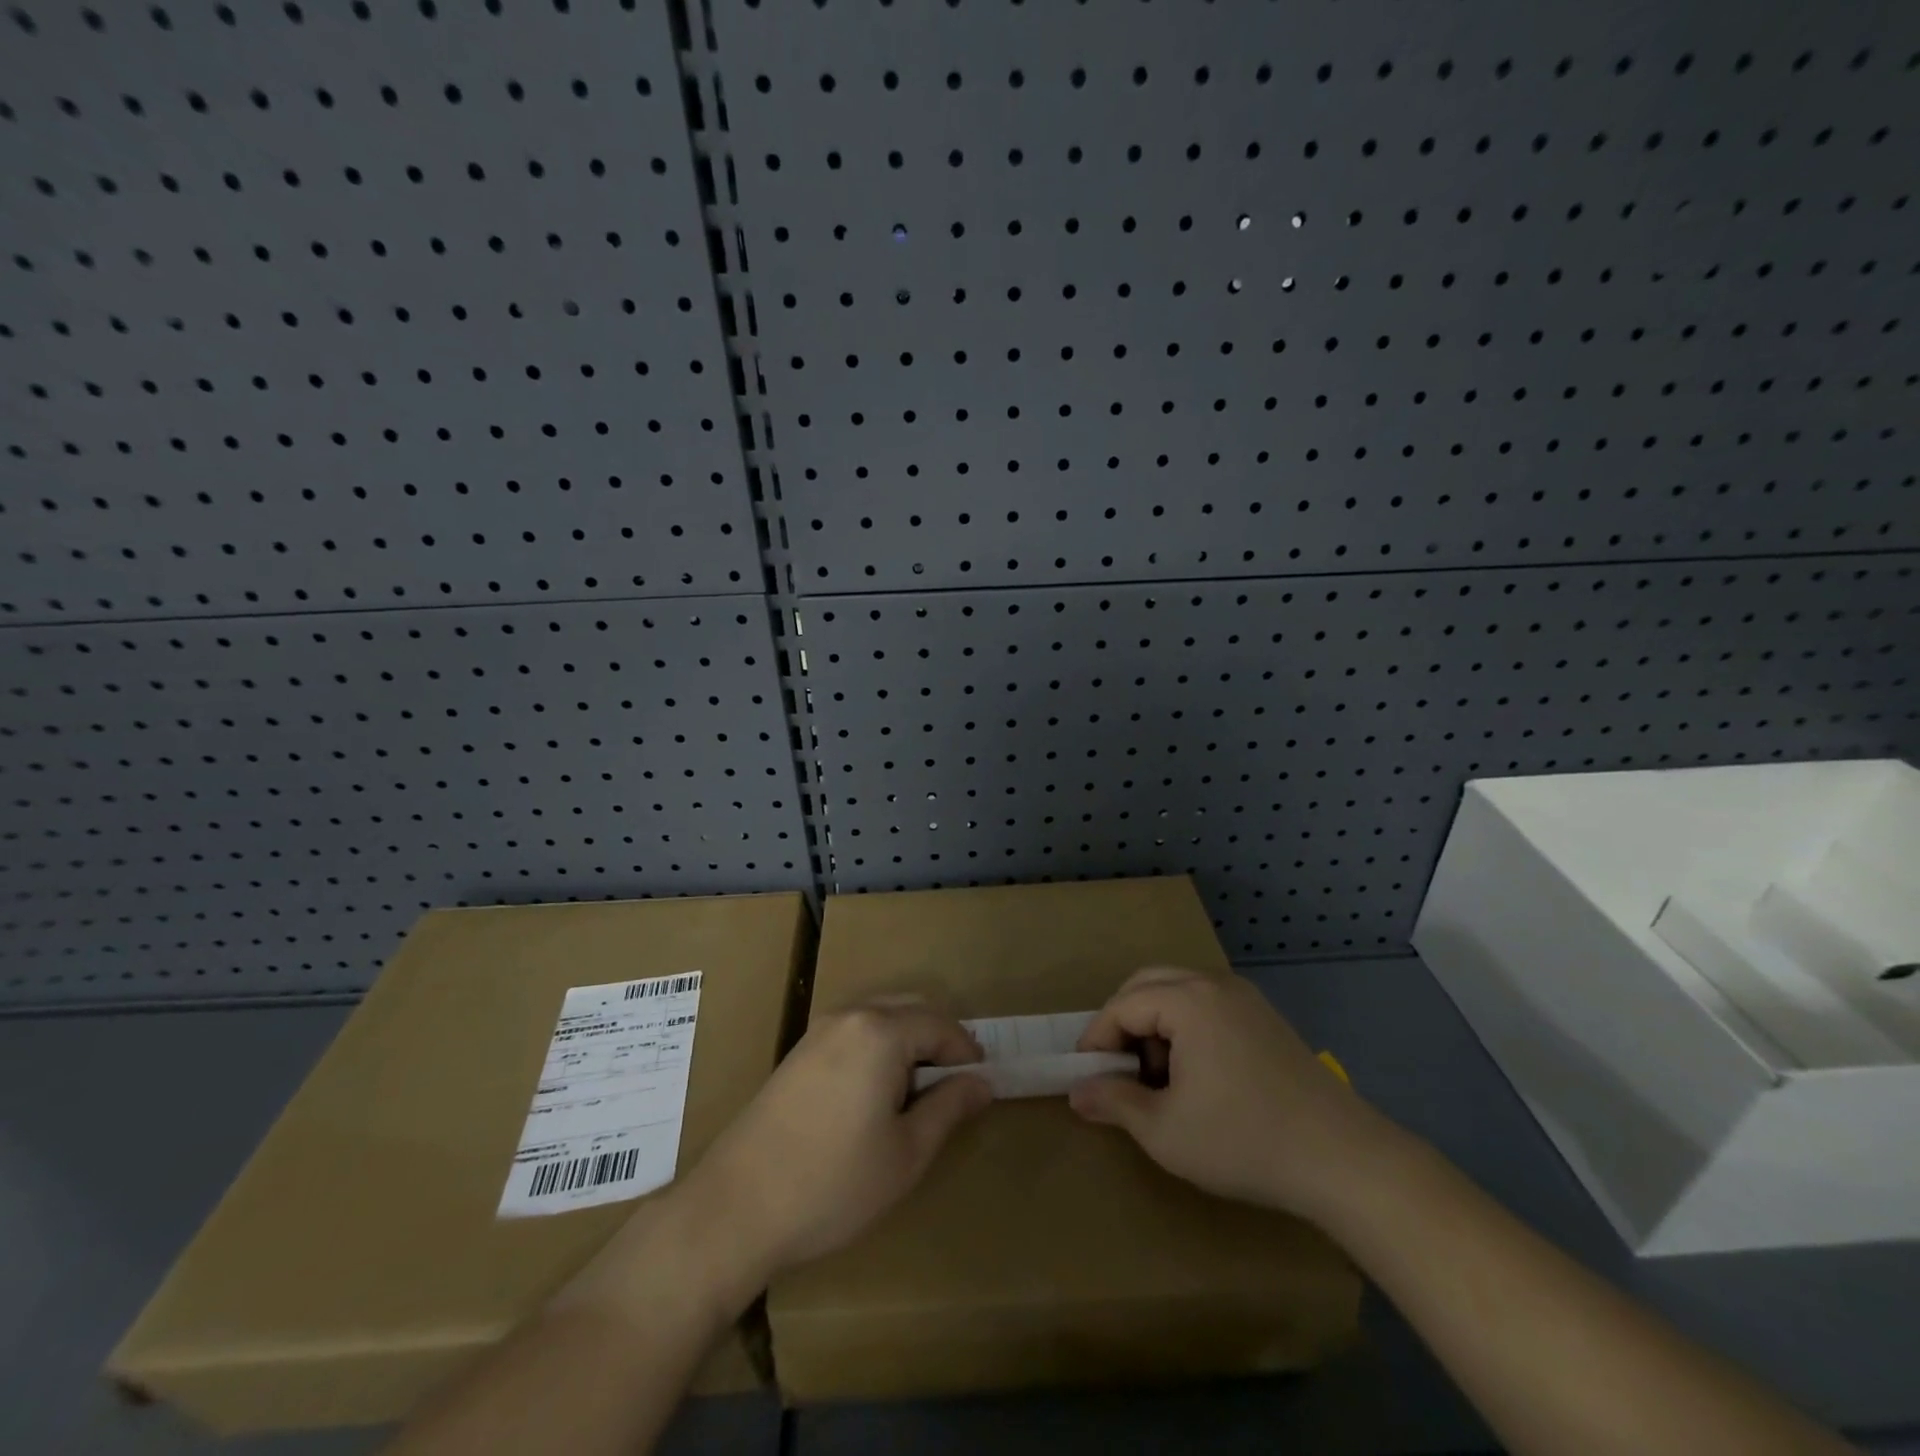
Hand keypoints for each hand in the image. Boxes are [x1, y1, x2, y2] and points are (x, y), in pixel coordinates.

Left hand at [682, 1000, 991, 1285]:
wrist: (735, 1208)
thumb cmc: (833, 1183)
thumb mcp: (906, 1153)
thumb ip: (949, 1107)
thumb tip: (982, 1082)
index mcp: (881, 1031)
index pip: (940, 1025)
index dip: (967, 1052)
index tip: (982, 1084)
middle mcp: (850, 1016)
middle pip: (910, 1009)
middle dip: (939, 1040)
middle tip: (955, 1086)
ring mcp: (818, 1031)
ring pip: (880, 1017)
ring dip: (908, 1042)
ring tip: (919, 1093)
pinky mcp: (798, 1051)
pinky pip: (854, 1031)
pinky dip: (878, 1047)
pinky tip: (876, 1093)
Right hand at [1069, 966, 1397, 1221]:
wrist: (1344, 1160)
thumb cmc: (1244, 1140)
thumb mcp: (1165, 1131)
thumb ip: (1114, 1102)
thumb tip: (1077, 1092)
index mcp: (1188, 1000)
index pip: (1122, 1006)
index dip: (1097, 1039)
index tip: (1086, 1077)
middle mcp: (1214, 983)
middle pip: (1147, 985)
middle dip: (1123, 1023)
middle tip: (1117, 1070)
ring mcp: (1245, 997)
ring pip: (1178, 992)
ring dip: (1154, 1024)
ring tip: (1157, 1078)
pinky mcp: (1265, 1017)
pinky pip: (1207, 1005)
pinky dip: (1185, 1027)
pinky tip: (1195, 1075)